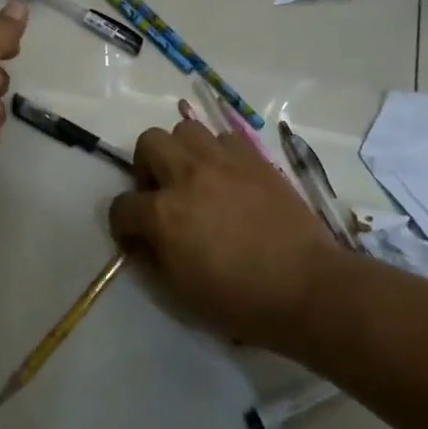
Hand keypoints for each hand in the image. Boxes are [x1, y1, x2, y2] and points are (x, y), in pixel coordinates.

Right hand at [109, 117, 337, 350]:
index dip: (122, 224)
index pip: (122, 205)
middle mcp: (187, 174)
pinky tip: (227, 178)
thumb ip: (154, 258)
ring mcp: (222, 160)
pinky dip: (217, 153)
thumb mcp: (181, 293)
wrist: (305, 285)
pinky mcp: (253, 157)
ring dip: (181, 152)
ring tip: (194, 178)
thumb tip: (144, 239)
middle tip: (160, 193)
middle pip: (148, 142)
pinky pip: (223, 137)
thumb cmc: (240, 300)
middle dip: (145, 167)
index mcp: (164, 213)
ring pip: (185, 129)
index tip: (134, 236)